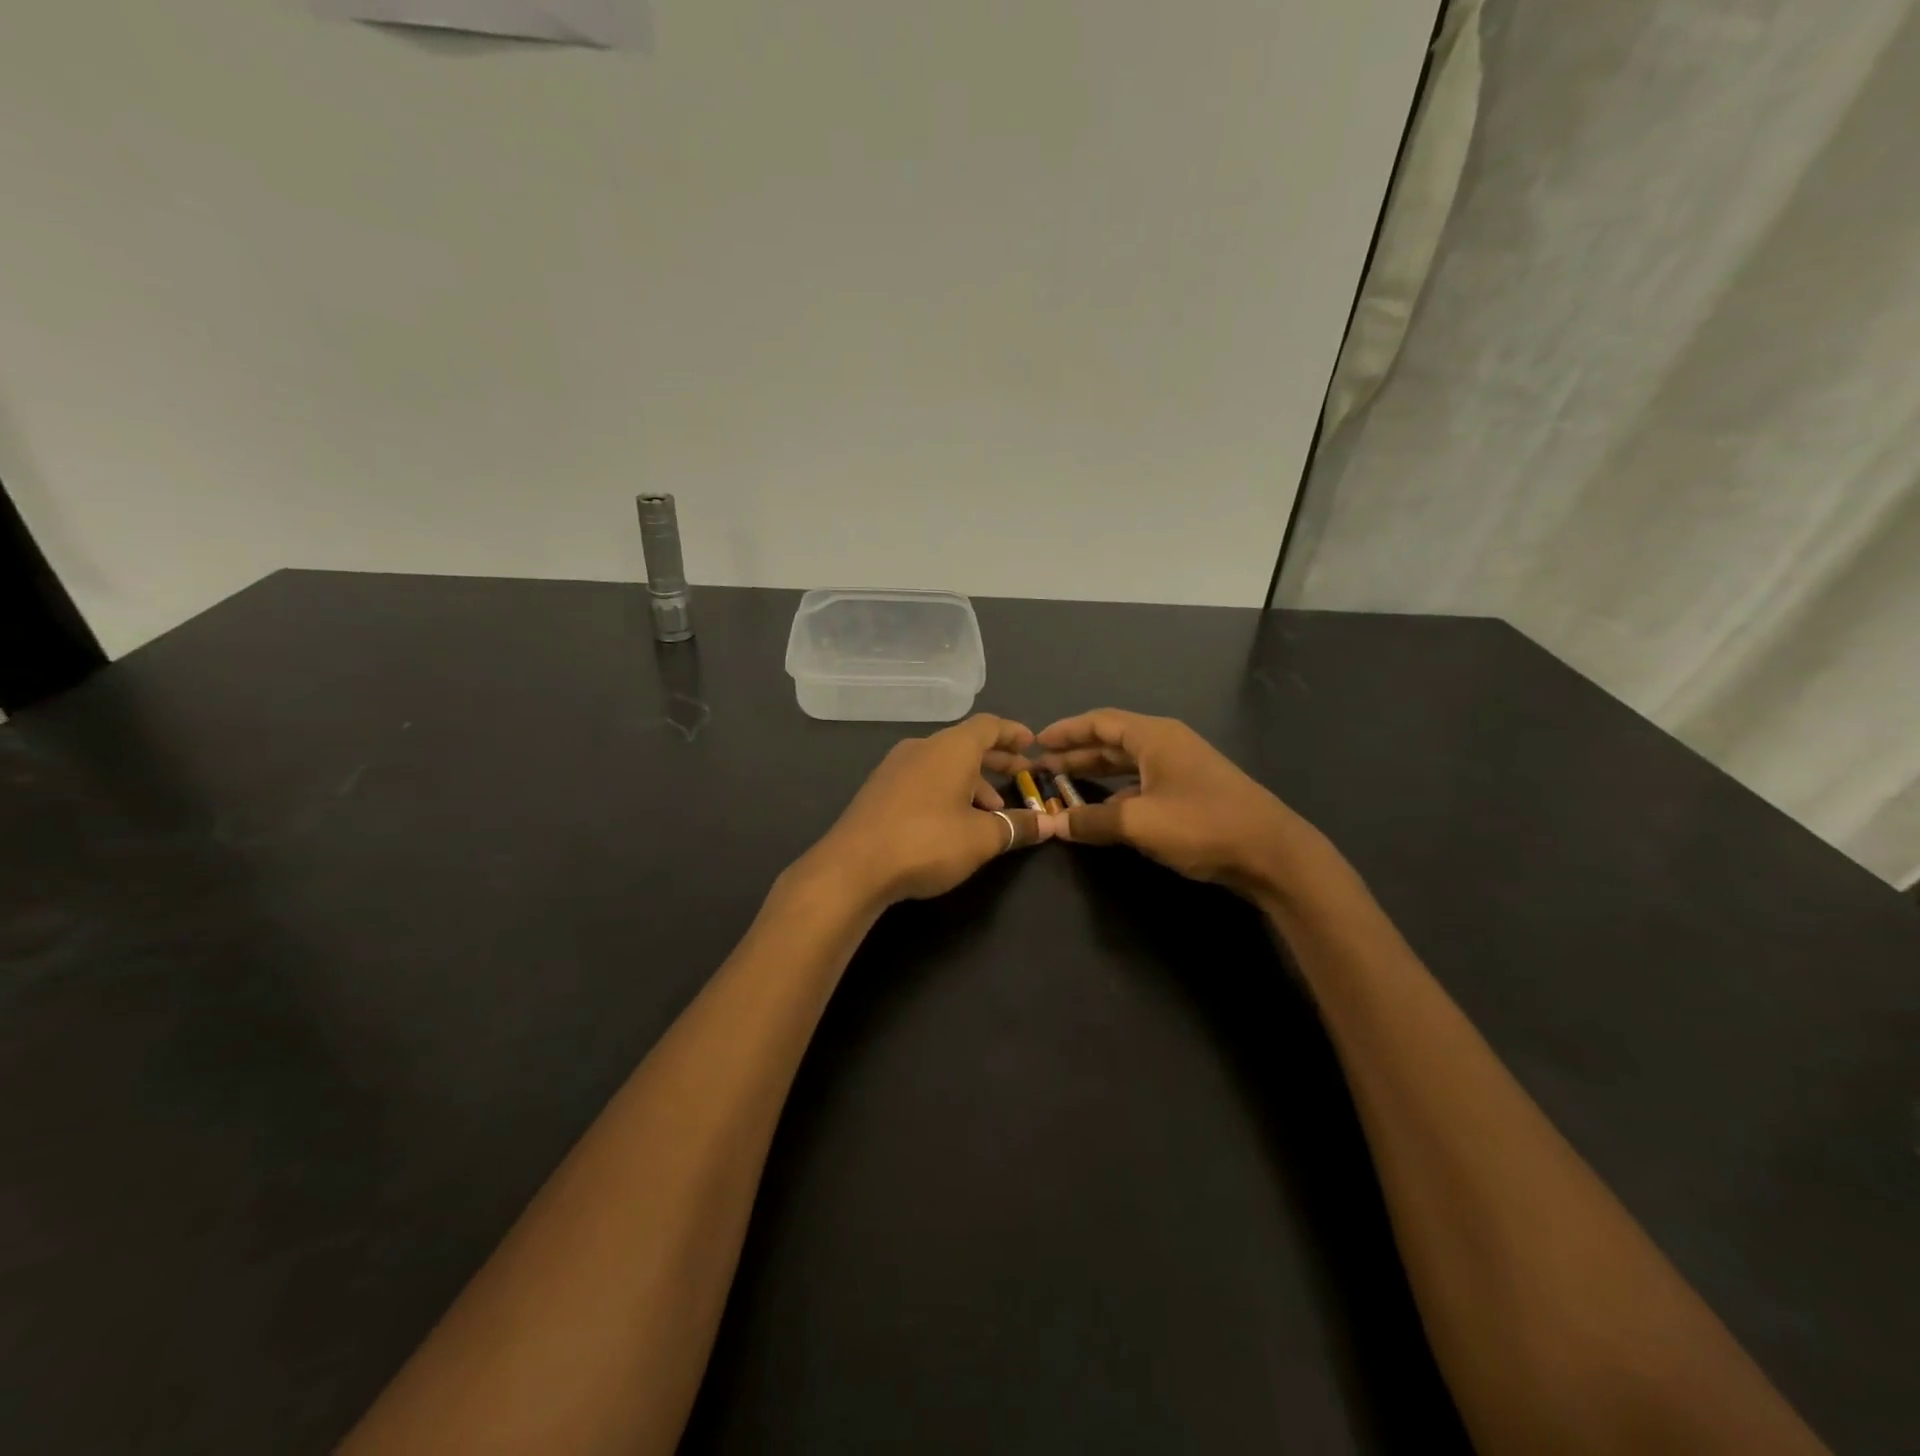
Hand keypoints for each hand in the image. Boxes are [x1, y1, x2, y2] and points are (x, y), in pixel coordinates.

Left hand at [806, 714, 1052, 907]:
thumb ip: (1017, 826)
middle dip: (997, 760)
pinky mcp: (880, 790)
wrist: (853, 867)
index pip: (989, 726)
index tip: (1033, 745)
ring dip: (972, 782)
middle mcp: (922, 747)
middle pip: (966, 744)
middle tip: (1021, 776)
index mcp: (950, 748)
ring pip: (944, 764)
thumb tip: (1049, 823)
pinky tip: (954, 822)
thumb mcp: (982, 838)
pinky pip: (924, 779)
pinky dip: (947, 791)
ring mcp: (896, 767)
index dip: (1014, 733)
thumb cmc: (927, 841)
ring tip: (992, 812)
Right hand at [1036, 709, 1320, 899]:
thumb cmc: (1202, 824)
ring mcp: (1180, 768)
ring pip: (1126, 764)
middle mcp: (1166, 744)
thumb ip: (1092, 820)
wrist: (1271, 853)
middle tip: (1041, 768)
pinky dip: (1116, 792)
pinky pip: (1141, 783)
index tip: (1036, 743)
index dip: (1066, 731)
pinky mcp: (1190, 792)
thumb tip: (1055, 824)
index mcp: (1154, 737)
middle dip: (1075, 753)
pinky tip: (1101, 810)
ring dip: (1094, 774)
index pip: (1100, 722)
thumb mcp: (1139, 823)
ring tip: (1062, 786)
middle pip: (1111, 741)